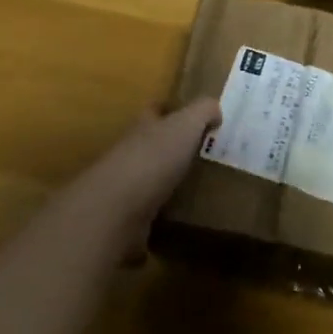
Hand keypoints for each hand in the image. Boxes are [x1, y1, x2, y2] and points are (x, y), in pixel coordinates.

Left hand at [78, 98, 220, 243]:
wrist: (117, 209)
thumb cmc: (154, 158)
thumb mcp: (186, 124)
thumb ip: (203, 111)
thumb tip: (215, 111)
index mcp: (143, 128)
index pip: (153, 111)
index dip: (168, 109)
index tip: (188, 115)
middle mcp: (130, 154)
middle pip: (150, 146)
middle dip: (169, 149)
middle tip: (201, 155)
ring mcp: (125, 189)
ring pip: (148, 181)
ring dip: (165, 185)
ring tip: (195, 189)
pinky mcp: (126, 221)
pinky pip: (146, 217)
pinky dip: (159, 220)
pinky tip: (178, 223)